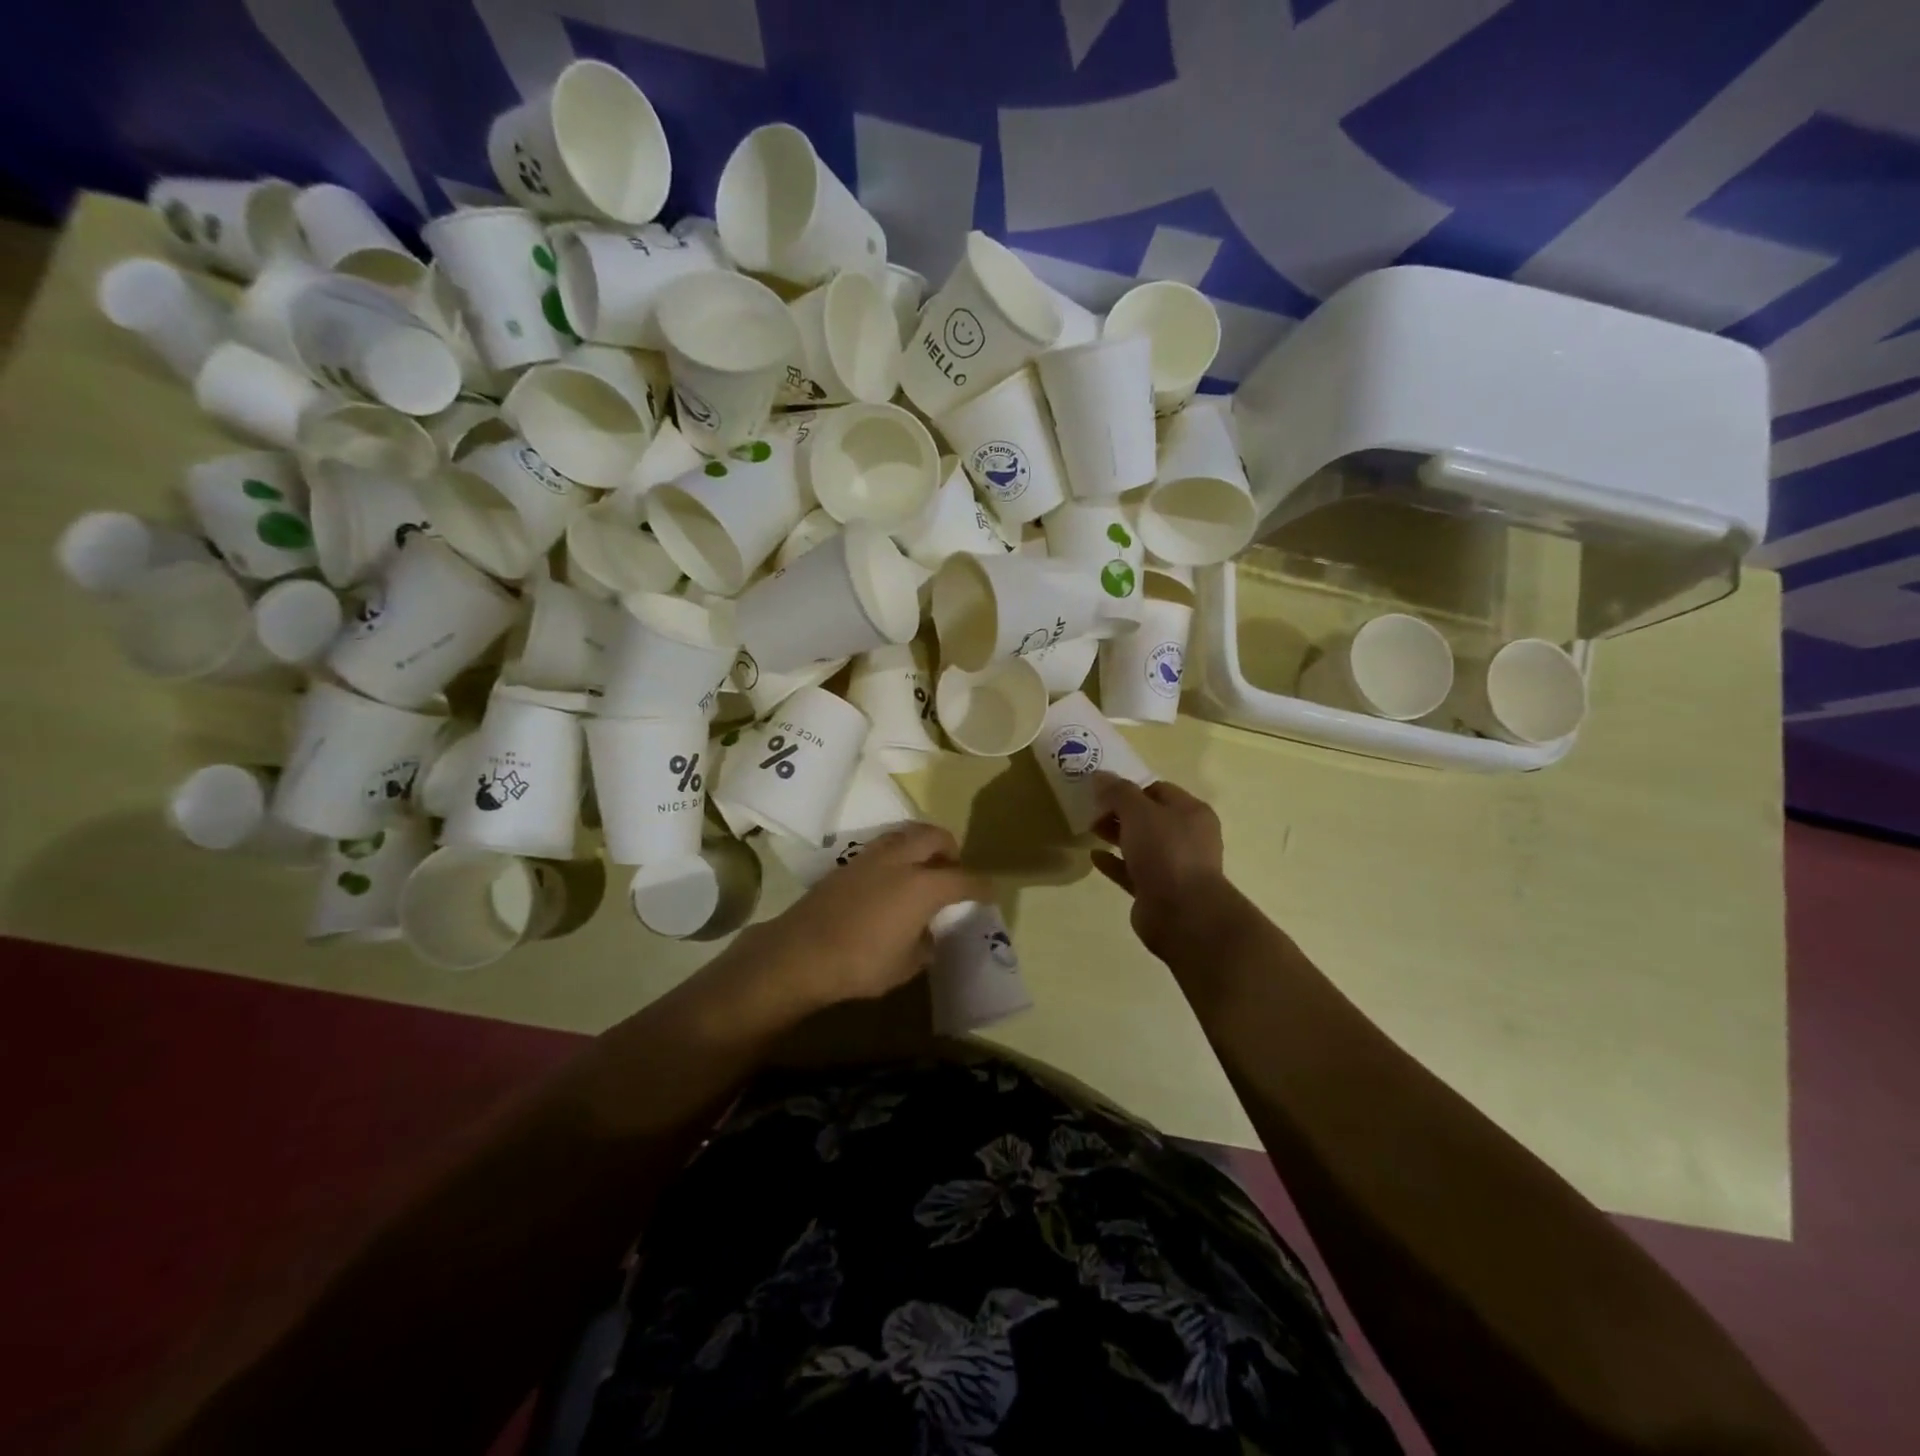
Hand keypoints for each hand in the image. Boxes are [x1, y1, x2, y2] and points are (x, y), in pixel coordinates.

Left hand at [734, 824, 989, 1015]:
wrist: (801, 953)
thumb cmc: (861, 963)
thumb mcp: (906, 964)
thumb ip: (925, 944)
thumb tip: (926, 933)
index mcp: (924, 886)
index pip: (964, 879)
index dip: (981, 886)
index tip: (989, 892)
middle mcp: (901, 861)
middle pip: (935, 836)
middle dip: (951, 848)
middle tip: (953, 869)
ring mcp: (872, 857)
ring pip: (906, 833)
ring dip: (921, 844)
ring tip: (923, 868)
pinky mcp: (849, 863)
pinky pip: (884, 846)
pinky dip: (898, 853)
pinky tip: (892, 879)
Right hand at [1089, 774, 1229, 957]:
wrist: (1182, 913)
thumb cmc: (1165, 852)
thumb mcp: (1138, 812)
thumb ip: (1118, 792)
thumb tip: (1100, 776)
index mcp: (1191, 812)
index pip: (1159, 790)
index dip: (1130, 787)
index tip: (1102, 789)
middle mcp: (1187, 837)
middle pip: (1149, 817)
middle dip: (1120, 812)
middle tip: (1091, 809)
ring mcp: (1174, 866)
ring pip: (1141, 844)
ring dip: (1117, 836)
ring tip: (1089, 829)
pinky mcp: (1158, 891)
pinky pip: (1133, 871)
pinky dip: (1115, 863)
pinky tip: (1094, 857)